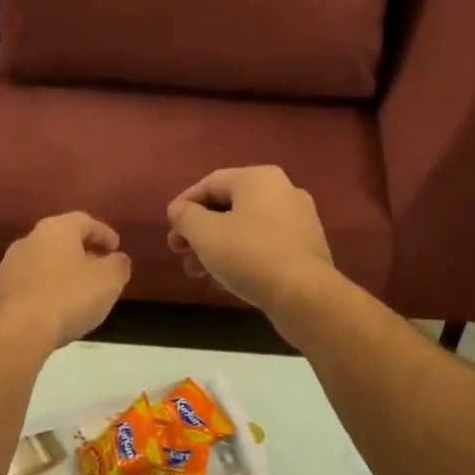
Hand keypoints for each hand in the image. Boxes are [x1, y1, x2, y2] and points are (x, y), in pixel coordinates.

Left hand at [0, 212, 131, 350]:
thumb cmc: (69, 297)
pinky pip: (29, 285)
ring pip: (43, 263)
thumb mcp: (108, 280)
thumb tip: (117, 259)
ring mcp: (9, 266)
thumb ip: (118, 265)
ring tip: (77, 293)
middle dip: (82, 253)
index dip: (103, 233)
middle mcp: (28, 240)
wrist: (17, 330)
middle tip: (99, 270)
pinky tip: (54, 309)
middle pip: (61, 240)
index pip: (84, 221)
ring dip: (61, 273)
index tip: (116, 248)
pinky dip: (45, 291)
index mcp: (56, 229)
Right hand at [166, 166, 336, 313]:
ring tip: (198, 273)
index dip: (184, 203)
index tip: (169, 227)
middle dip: (199, 231)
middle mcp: (283, 191)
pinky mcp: (305, 249)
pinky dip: (241, 258)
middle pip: (228, 207)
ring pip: (245, 229)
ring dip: (216, 248)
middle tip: (179, 252)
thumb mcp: (205, 233)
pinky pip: (264, 247)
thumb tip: (180, 210)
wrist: (304, 295)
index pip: (211, 182)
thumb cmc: (249, 254)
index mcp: (259, 179)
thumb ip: (185, 216)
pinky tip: (225, 283)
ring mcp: (298, 221)